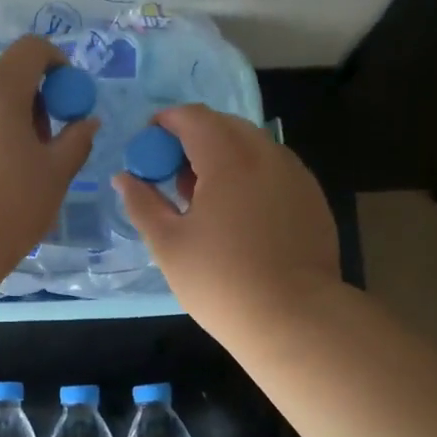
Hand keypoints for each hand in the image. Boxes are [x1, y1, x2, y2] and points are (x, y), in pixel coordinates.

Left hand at [0, 36, 97, 270]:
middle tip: (42, 143)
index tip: (68, 99)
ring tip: (10, 168)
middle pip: (3, 78)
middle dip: (30, 101)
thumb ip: (77, 140)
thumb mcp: (56, 173)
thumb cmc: (10, 202)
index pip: (32, 49)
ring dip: (0, 121)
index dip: (57, 65)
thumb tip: (87, 122)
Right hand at [113, 105, 340, 342]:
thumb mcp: (169, 244)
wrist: (295, 319)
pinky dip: (251, 175)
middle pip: (224, 126)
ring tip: (206, 198)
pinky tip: (241, 214)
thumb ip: (142, 203)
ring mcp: (296, 175)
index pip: (193, 117)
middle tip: (173, 174)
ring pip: (253, 146)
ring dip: (224, 156)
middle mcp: (267, 154)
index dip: (165, 123)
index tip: (148, 146)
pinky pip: (274, 169)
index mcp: (228, 158)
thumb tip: (123, 178)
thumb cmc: (221, 281)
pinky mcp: (313, 198)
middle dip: (194, 138)